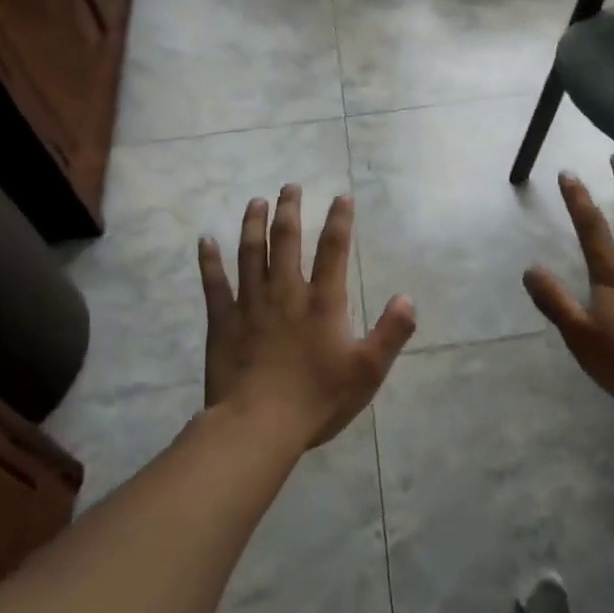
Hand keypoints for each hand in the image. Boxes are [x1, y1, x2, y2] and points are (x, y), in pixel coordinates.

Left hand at [199, 185, 416, 449]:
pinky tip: (205, 241)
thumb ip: (391, 332)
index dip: (340, 220)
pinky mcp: (223, 321)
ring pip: (251, 252)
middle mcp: (286, 292)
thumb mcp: (368, 370)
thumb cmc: (318, 399)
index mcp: (322, 301)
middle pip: (287, 240)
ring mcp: (250, 304)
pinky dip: (210, 260)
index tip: (342, 197)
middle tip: (290, 187)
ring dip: (254, 223)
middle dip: (290, 209)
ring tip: (256, 201)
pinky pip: (214, 283)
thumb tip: (407, 298)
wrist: (259, 425)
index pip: (334, 249)